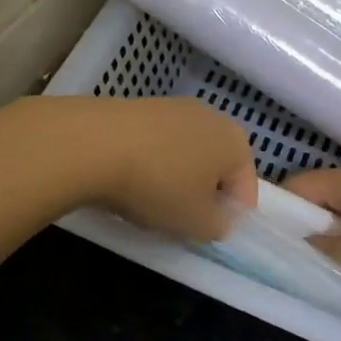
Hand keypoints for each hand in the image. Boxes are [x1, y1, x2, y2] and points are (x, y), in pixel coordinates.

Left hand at [51, 96, 257, 242]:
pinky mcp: (142, 106)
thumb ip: (218, 226)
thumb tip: (217, 219)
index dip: (230, 216)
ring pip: (186, 153)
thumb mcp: (196, 223)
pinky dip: (151, 162)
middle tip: (180, 219)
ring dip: (176, 177)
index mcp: (236, 142)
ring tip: (150, 201)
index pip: (247, 188)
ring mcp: (175, 107)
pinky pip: (157, 144)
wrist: (94, 143)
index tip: (206, 234)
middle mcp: (212, 116)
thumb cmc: (158, 185)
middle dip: (203, 193)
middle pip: (216, 166)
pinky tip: (129, 179)